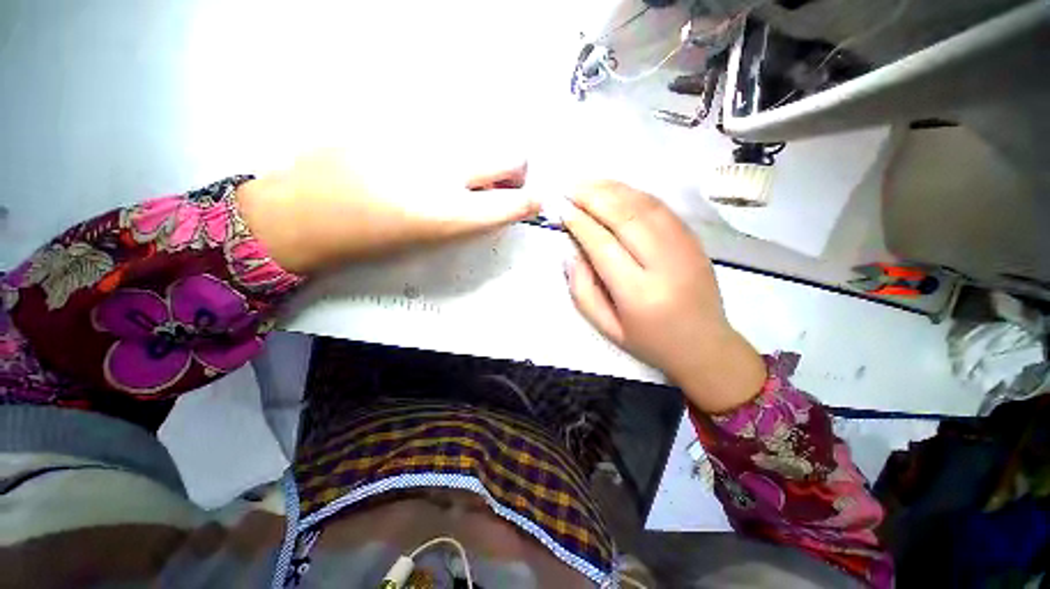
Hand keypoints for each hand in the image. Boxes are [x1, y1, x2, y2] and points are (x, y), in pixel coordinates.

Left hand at [237, 148, 537, 273]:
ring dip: (481, 159)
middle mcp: (445, 173)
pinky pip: (444, 130)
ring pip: (479, 140)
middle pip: (509, 155)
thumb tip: (500, 202)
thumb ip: (474, 218)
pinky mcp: (399, 121)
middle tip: (497, 184)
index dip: (531, 201)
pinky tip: (421, 159)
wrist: (305, 212)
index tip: (533, 201)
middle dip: (514, 171)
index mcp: (451, 215)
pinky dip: (448, 146)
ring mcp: (422, 140)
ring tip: (450, 174)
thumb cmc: (373, 240)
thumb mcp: (432, 240)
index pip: (515, 202)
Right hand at [562, 181, 765, 413]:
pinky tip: (616, 190)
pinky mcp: (694, 239)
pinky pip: (661, 207)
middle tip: (569, 189)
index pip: (602, 245)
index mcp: (639, 294)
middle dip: (593, 197)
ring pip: (645, 205)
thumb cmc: (649, 341)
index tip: (561, 209)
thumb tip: (572, 251)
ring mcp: (684, 247)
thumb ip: (583, 290)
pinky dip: (635, 193)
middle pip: (625, 217)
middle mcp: (664, 265)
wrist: (704, 345)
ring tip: (587, 184)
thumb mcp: (607, 327)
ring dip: (613, 189)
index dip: (579, 223)